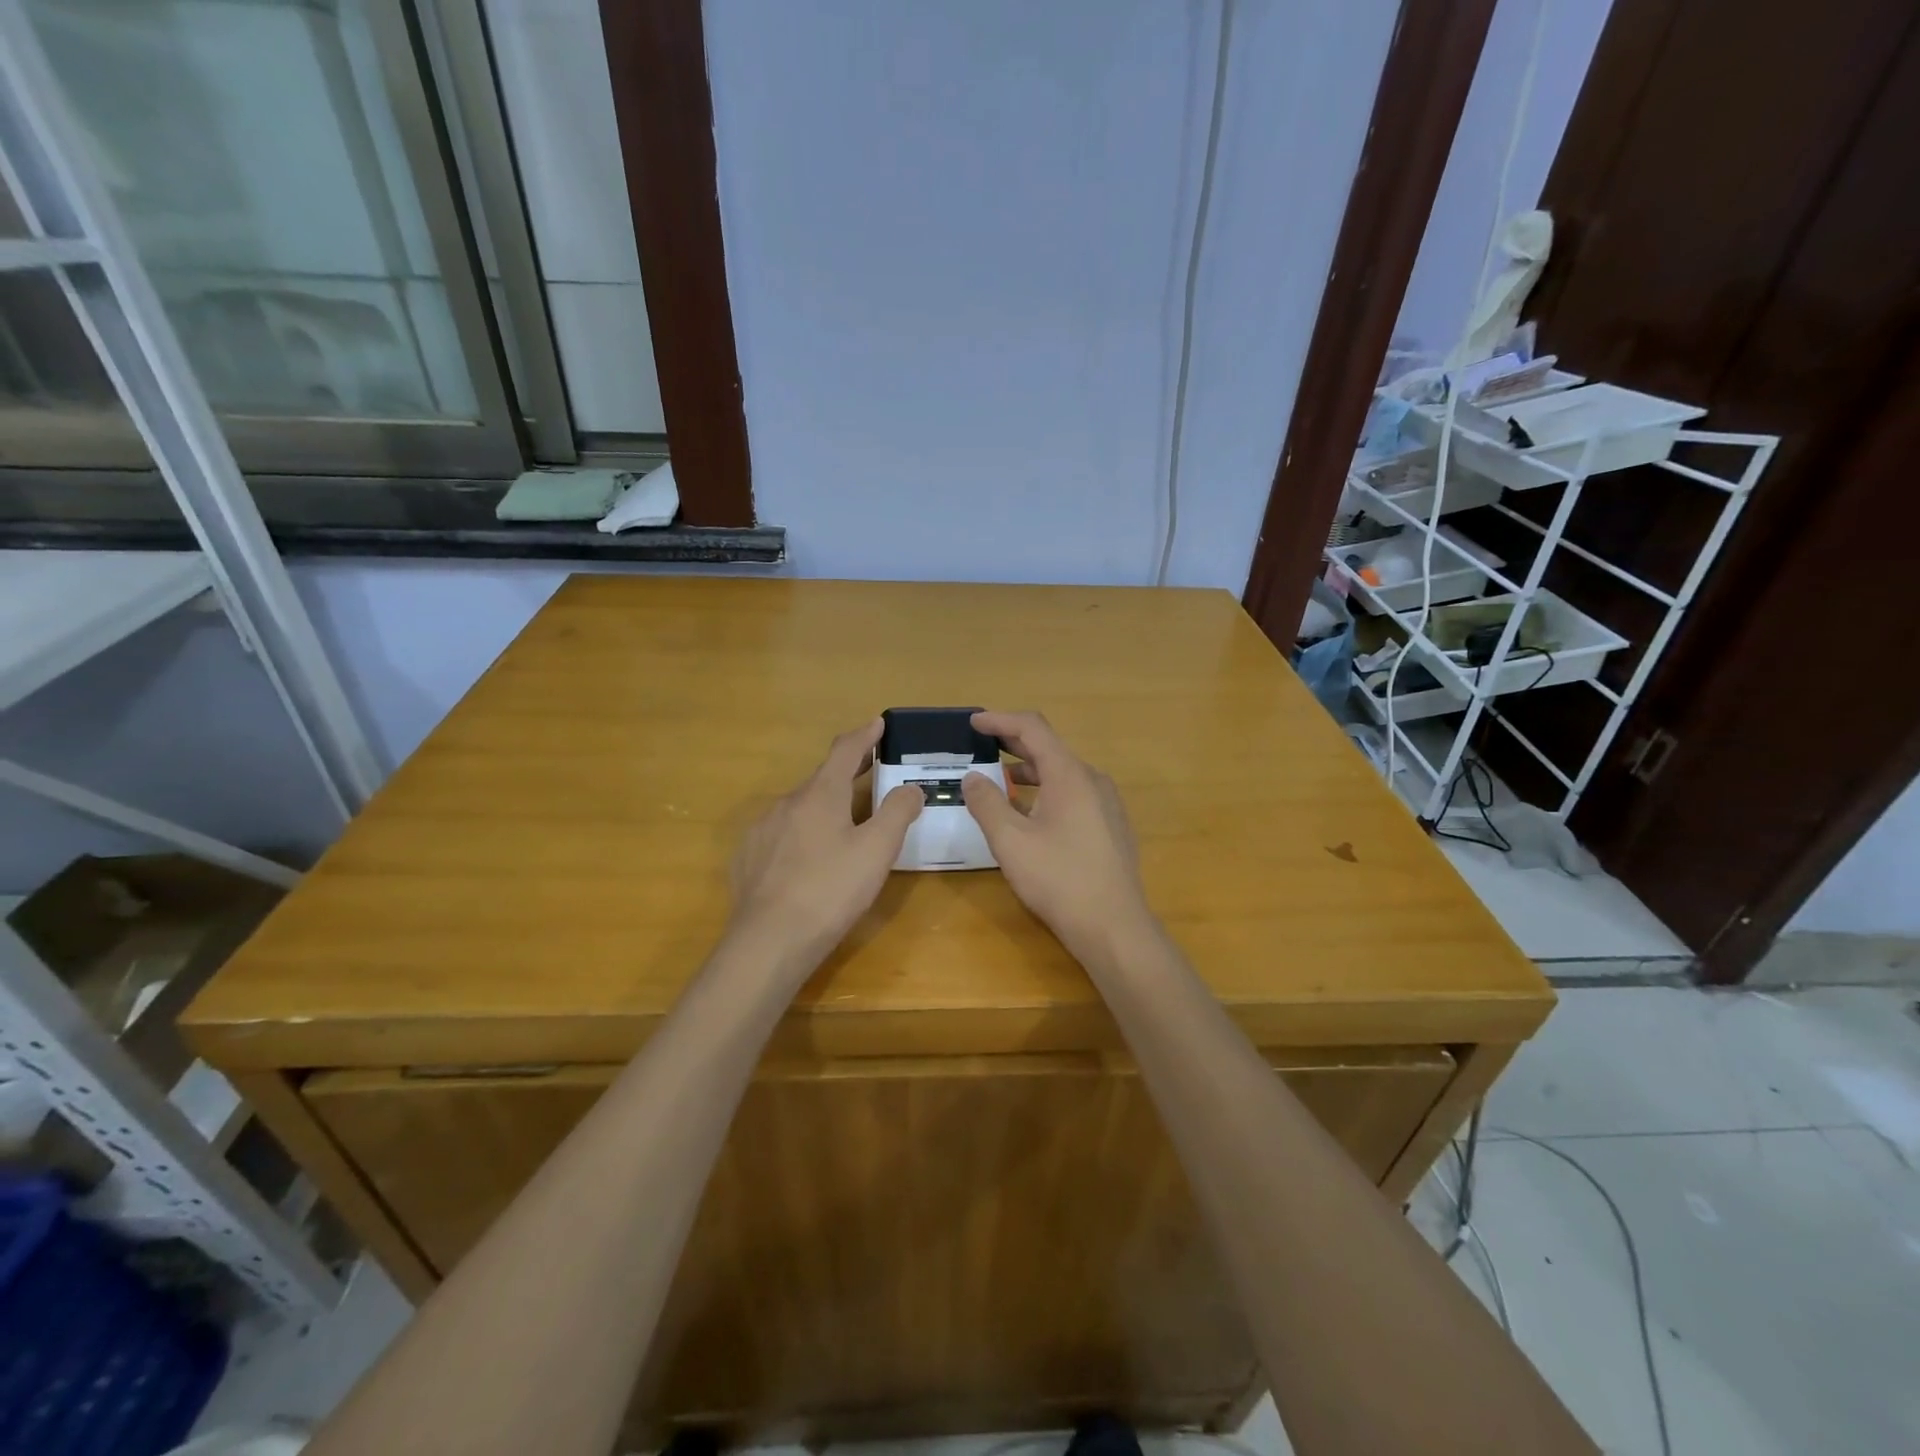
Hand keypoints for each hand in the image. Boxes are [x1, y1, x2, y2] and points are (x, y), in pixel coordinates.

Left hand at [727, 718, 922, 973]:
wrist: (769, 941)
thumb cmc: (831, 890)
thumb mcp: (877, 850)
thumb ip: (897, 812)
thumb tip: (910, 787)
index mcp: (820, 794)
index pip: (845, 750)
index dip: (865, 735)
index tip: (878, 724)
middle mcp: (787, 803)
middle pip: (822, 778)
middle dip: (848, 771)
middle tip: (872, 769)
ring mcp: (762, 830)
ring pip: (800, 808)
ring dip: (824, 805)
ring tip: (844, 823)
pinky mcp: (748, 858)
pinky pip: (781, 834)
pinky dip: (802, 833)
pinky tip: (809, 858)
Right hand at [960, 711, 1150, 956]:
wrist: (1114, 926)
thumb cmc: (1059, 879)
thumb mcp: (1010, 841)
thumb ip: (987, 803)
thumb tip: (973, 777)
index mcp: (1069, 775)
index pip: (1033, 729)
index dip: (1000, 720)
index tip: (973, 722)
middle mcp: (1092, 780)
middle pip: (1049, 748)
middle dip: (1012, 743)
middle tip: (981, 746)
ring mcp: (1107, 804)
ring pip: (1062, 774)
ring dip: (1028, 772)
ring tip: (999, 783)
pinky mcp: (1111, 826)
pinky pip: (1074, 795)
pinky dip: (1046, 792)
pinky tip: (1030, 816)